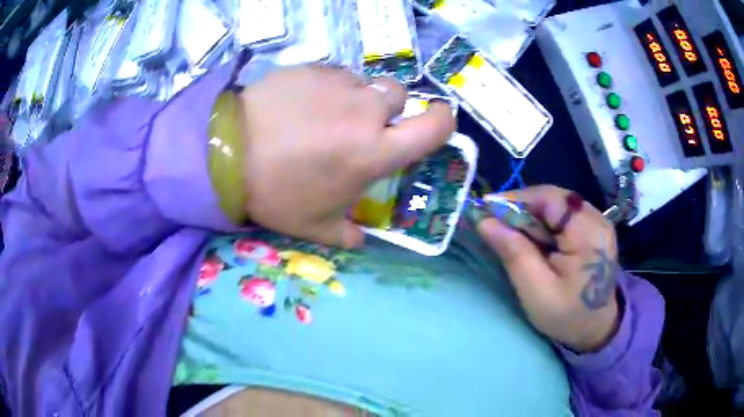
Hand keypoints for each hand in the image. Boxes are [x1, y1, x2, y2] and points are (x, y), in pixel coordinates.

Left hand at [238, 65, 454, 247]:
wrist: (226, 153)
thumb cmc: (275, 192)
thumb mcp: (313, 225)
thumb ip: (345, 234)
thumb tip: (359, 240)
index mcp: (373, 151)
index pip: (433, 127)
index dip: (444, 121)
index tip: (440, 121)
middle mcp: (363, 112)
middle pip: (398, 94)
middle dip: (388, 109)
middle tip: (363, 125)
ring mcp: (337, 84)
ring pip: (364, 83)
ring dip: (356, 99)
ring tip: (325, 116)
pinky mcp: (311, 69)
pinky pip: (333, 75)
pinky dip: (328, 89)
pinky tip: (302, 104)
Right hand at [477, 185, 620, 351]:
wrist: (595, 327)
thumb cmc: (566, 314)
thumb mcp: (536, 290)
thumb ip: (513, 253)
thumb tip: (484, 221)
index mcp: (588, 234)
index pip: (550, 199)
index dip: (517, 199)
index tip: (487, 208)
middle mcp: (597, 218)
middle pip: (553, 198)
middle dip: (523, 209)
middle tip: (496, 224)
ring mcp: (597, 221)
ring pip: (556, 204)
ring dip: (532, 216)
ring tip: (513, 234)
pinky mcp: (593, 227)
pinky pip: (563, 214)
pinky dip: (543, 222)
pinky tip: (534, 239)